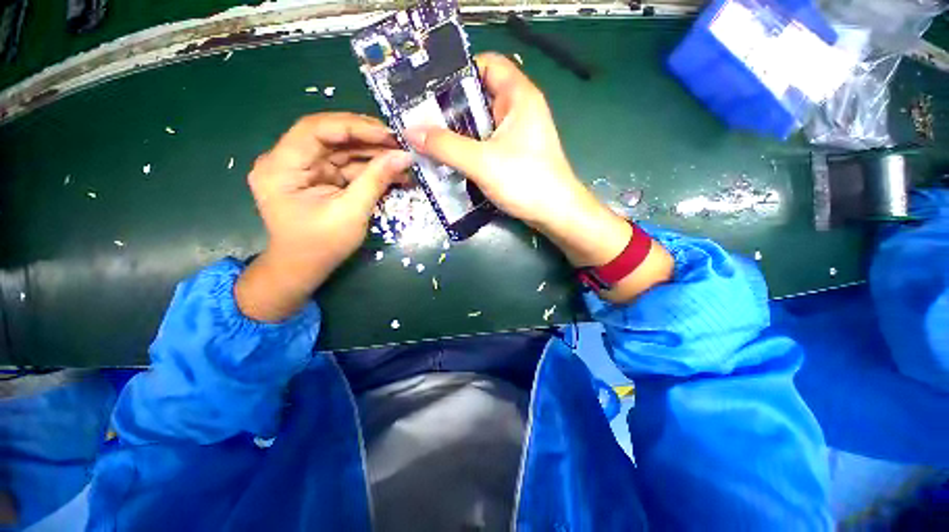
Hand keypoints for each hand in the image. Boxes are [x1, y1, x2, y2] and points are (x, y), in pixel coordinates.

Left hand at [236, 113, 411, 321]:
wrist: (304, 268)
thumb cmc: (322, 246)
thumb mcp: (351, 213)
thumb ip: (376, 180)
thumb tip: (404, 156)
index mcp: (281, 167)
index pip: (315, 130)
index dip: (353, 127)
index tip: (388, 133)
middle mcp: (287, 160)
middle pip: (330, 137)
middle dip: (367, 139)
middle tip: (399, 144)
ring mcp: (303, 168)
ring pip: (340, 150)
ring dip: (372, 154)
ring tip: (401, 158)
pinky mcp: (317, 178)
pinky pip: (345, 165)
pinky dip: (368, 168)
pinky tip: (391, 171)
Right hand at [404, 52, 585, 228]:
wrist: (555, 214)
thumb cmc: (525, 181)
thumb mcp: (482, 162)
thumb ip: (446, 146)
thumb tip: (410, 131)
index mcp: (518, 96)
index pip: (486, 64)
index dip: (459, 72)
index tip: (431, 90)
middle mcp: (518, 110)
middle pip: (480, 96)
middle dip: (450, 107)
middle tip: (421, 119)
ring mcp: (517, 134)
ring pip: (481, 123)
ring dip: (458, 132)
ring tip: (428, 140)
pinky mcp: (514, 155)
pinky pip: (486, 143)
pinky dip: (469, 149)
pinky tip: (450, 159)